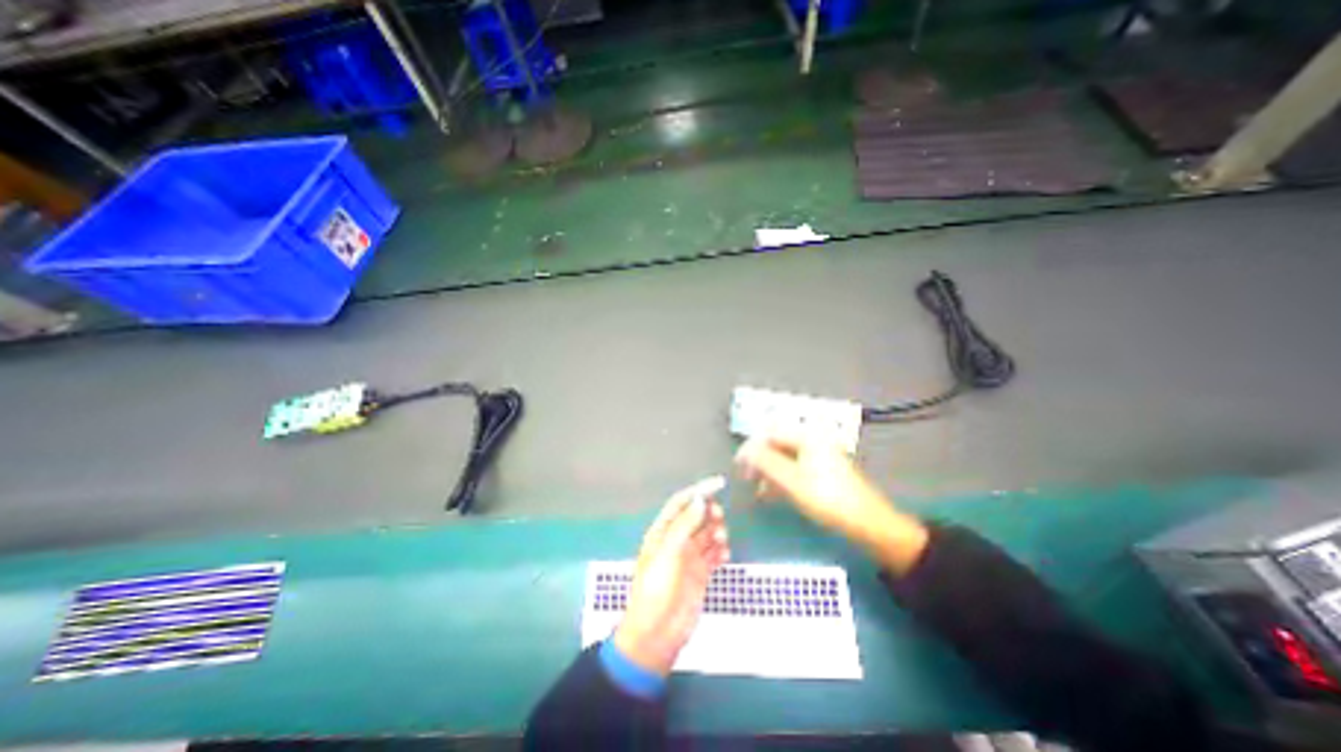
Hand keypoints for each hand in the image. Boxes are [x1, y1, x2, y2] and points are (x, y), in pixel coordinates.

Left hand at [617, 478, 731, 676]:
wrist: (657, 634)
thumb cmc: (656, 590)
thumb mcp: (668, 553)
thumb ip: (684, 525)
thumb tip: (700, 500)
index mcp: (663, 531)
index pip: (682, 503)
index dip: (699, 490)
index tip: (719, 484)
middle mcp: (676, 540)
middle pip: (697, 516)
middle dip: (709, 512)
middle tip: (719, 517)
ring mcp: (689, 557)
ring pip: (707, 534)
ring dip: (717, 532)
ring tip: (721, 539)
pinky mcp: (699, 573)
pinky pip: (714, 554)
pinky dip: (721, 551)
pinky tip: (725, 555)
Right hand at [732, 434, 935, 574]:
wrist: (868, 523)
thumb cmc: (827, 498)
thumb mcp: (791, 480)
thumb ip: (765, 462)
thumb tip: (744, 450)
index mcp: (807, 436)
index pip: (770, 433)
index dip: (751, 448)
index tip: (738, 466)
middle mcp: (812, 440)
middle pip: (777, 445)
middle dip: (759, 461)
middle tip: (747, 479)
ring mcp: (819, 456)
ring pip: (784, 458)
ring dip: (769, 472)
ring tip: (758, 491)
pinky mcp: (822, 471)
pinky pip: (795, 469)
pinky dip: (781, 479)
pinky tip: (772, 494)